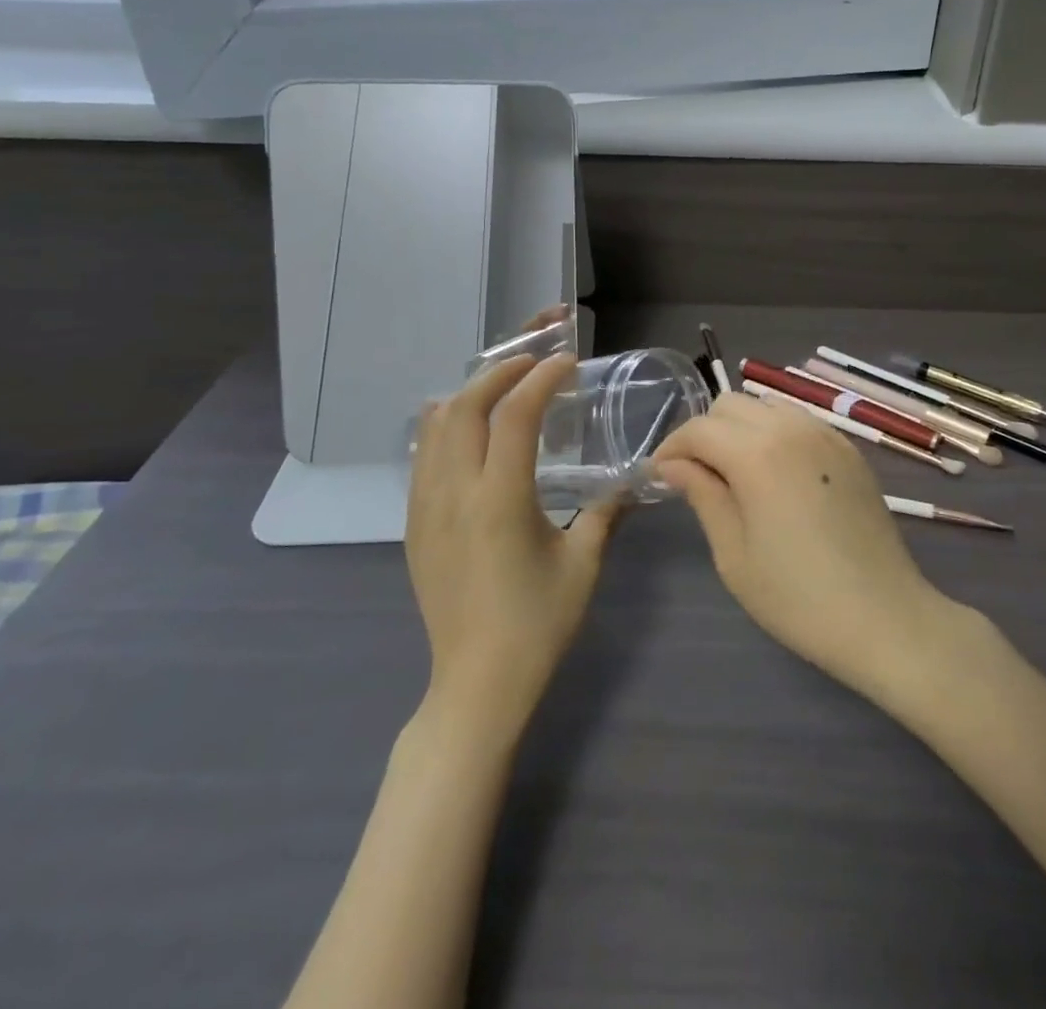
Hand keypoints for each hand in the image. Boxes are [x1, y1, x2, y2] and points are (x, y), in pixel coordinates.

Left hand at [406, 354, 619, 738]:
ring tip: (500, 387)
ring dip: (469, 395)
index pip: (515, 415)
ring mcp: (426, 508)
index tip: (564, 363)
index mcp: (500, 500)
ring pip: (436, 427)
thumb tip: (631, 481)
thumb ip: (606, 512)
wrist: (477, 682)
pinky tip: (465, 429)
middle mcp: (455, 493)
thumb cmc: (538, 623)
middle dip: (499, 373)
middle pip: (466, 407)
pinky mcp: (414, 525)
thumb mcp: (583, 564)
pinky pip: (422, 457)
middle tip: (532, 363)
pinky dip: (444, 427)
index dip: (540, 379)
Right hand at [654, 393, 960, 705]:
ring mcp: (826, 434)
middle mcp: (792, 428)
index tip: (659, 476)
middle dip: (705, 432)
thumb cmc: (798, 597)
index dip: (671, 448)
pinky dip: (775, 432)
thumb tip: (673, 465)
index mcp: (757, 453)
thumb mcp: (733, 554)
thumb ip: (703, 495)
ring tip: (735, 472)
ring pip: (767, 405)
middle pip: (731, 404)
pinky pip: (800, 421)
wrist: (884, 617)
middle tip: (697, 475)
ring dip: (741, 427)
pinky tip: (776, 474)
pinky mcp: (849, 449)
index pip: (699, 429)